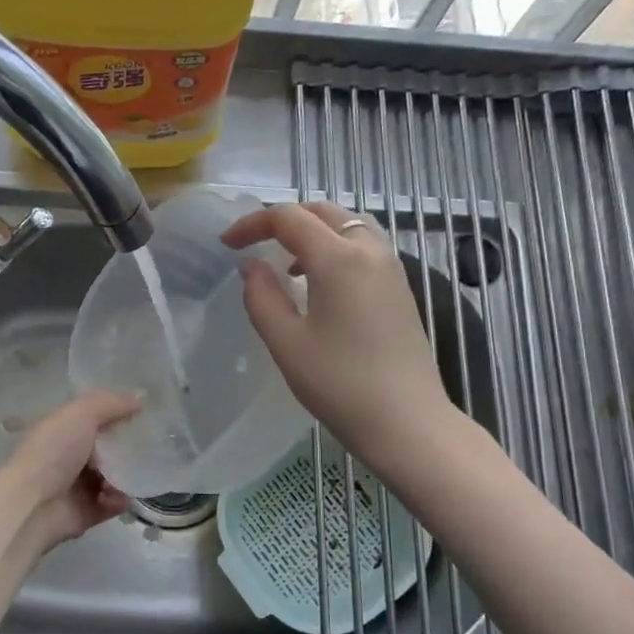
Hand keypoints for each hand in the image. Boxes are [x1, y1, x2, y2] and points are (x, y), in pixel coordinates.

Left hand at [0, 391, 140, 555]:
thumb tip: (141, 396)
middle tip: (154, 443)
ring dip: (126, 475)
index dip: (117, 411)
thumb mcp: (81, 414)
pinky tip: (125, 497)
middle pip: (106, 447)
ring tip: (140, 473)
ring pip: (112, 476)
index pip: (93, 416)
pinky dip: (121, 501)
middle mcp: (68, 455)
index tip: (145, 411)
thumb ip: (111, 403)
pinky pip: (111, 504)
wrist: (32, 505)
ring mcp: (75, 486)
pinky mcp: (85, 512)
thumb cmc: (54, 452)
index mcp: (62, 429)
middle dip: (127, 446)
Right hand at [222, 202, 450, 465]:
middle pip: (323, 211)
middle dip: (284, 219)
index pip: (289, 218)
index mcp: (338, 258)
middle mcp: (370, 250)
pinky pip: (364, 246)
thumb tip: (252, 267)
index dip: (252, 223)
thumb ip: (261, 297)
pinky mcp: (401, 288)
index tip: (227, 244)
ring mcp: (391, 268)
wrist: (407, 422)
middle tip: (255, 244)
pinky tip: (320, 283)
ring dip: (313, 231)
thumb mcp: (286, 343)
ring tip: (286, 263)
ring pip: (348, 225)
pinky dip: (335, 247)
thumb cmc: (340, 384)